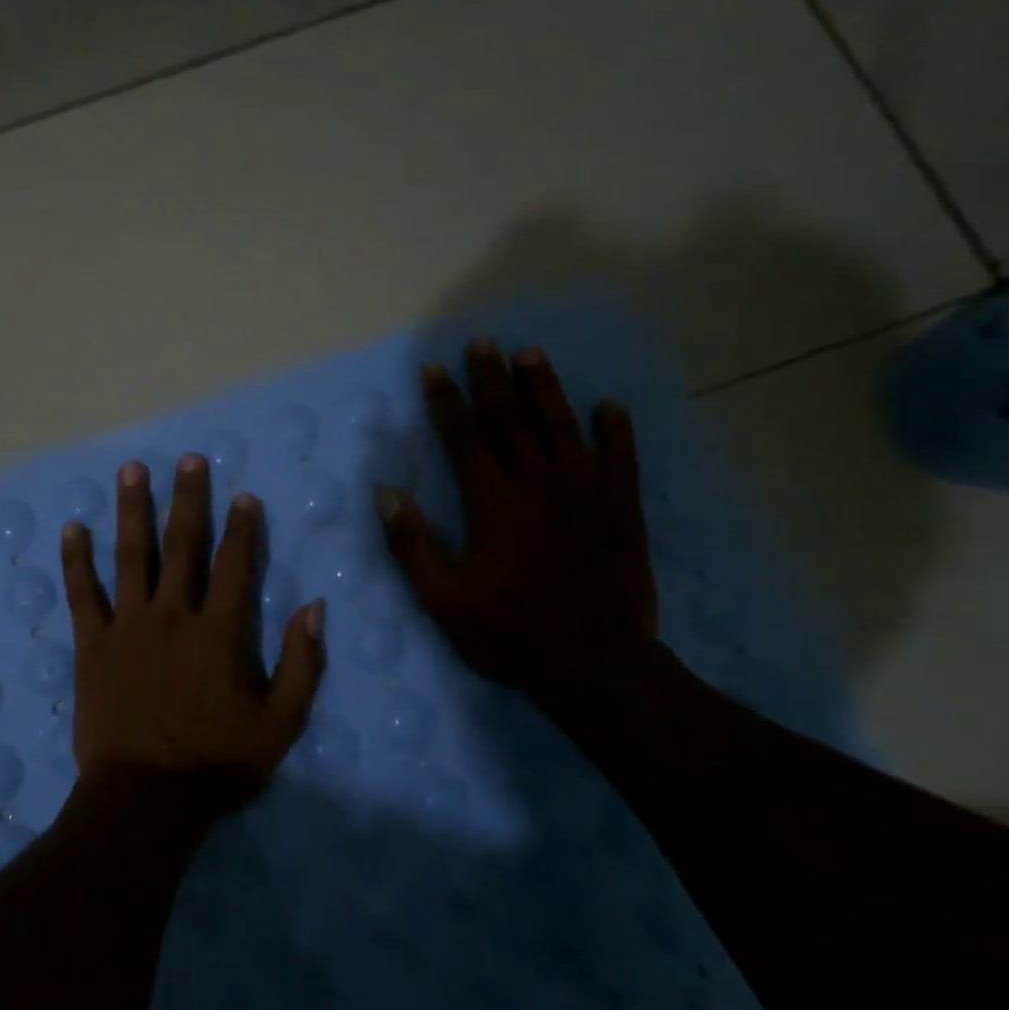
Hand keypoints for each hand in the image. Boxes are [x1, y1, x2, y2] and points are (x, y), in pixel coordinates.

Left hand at [60, 454, 326, 817]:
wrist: (144, 800)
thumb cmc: (215, 764)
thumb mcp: (279, 724)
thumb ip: (302, 664)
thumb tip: (315, 607)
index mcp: (219, 632)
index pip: (235, 565)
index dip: (242, 528)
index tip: (243, 496)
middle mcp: (173, 615)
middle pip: (182, 545)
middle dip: (187, 499)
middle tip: (187, 459)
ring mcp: (128, 625)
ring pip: (130, 556)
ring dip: (131, 510)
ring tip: (130, 470)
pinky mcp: (92, 644)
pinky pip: (82, 593)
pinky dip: (76, 560)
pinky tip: (71, 528)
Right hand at [376, 340, 657, 701]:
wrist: (595, 666)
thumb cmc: (510, 633)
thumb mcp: (444, 600)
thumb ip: (413, 545)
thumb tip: (386, 493)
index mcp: (494, 506)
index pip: (465, 440)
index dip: (447, 402)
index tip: (434, 369)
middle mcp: (539, 488)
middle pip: (512, 422)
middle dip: (493, 380)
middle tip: (483, 343)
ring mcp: (586, 497)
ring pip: (564, 429)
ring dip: (546, 390)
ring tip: (532, 354)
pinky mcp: (622, 513)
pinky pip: (622, 462)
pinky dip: (616, 432)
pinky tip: (610, 406)